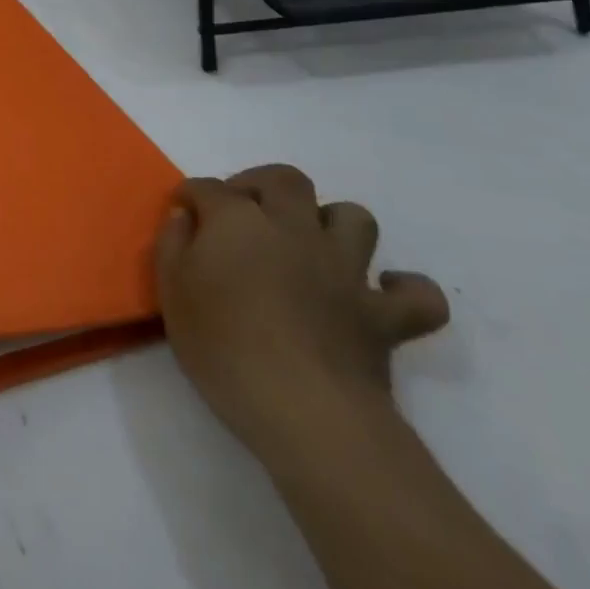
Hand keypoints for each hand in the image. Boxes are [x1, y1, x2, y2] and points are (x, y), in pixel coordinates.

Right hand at [155, 163, 449, 463]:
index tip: (183, 210)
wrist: (304, 408)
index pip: (209, 188)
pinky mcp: (385, 316)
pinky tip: (380, 292)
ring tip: (309, 242)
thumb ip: (173, 244)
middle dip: (260, 184)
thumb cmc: (222, 344)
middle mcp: (294, 228)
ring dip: (331, 222)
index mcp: (238, 220)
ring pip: (353, 217)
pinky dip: (404, 288)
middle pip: (285, 180)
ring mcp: (346, 269)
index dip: (192, 195)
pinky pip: (418, 295)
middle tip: (243, 211)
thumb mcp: (172, 290)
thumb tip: (186, 217)